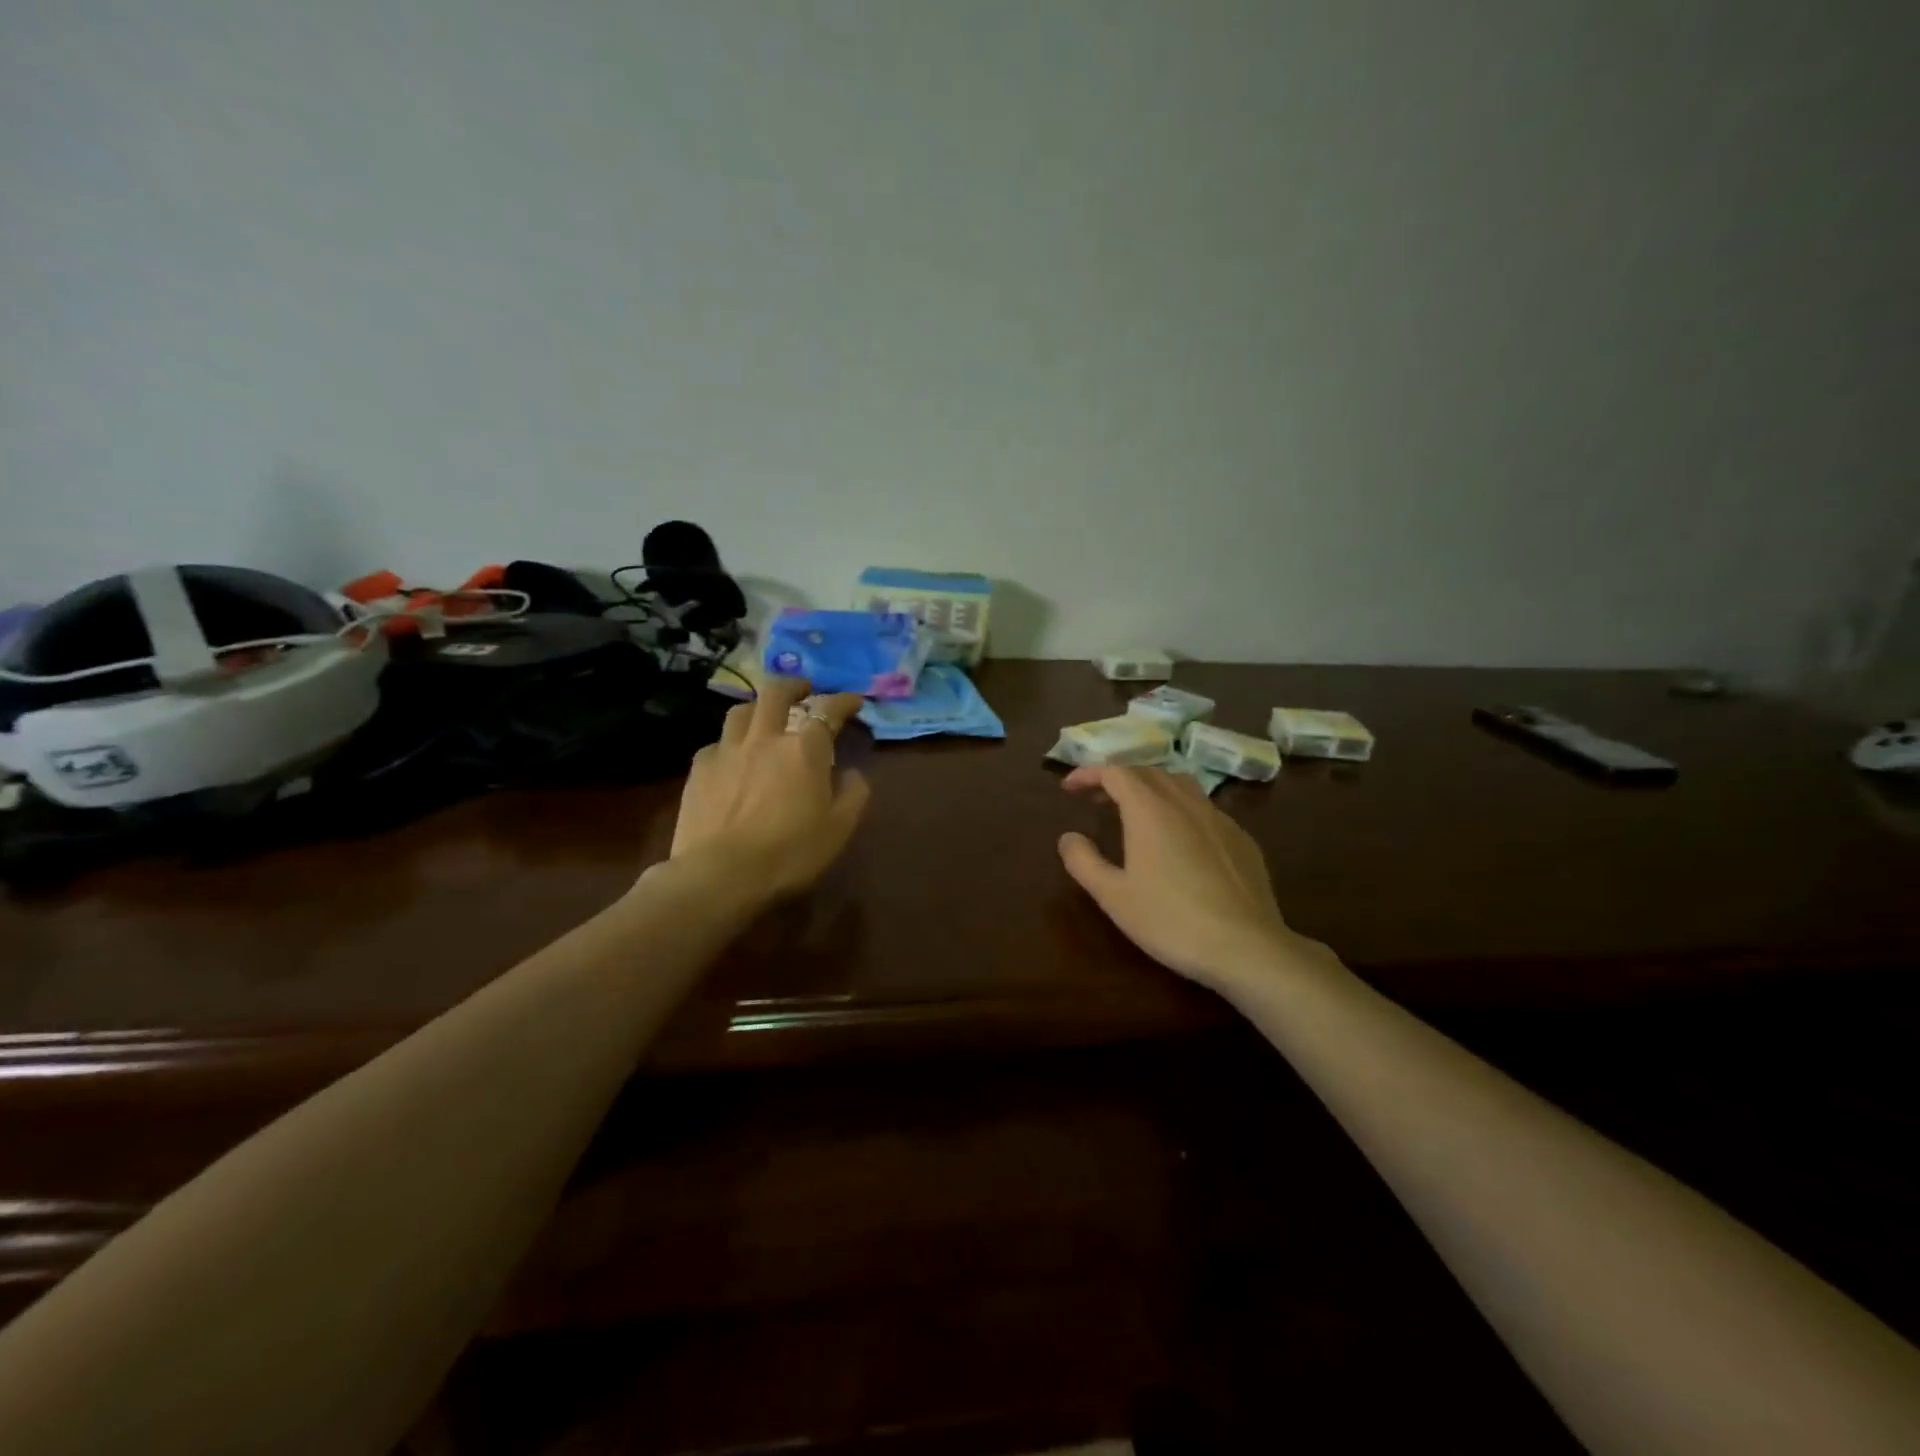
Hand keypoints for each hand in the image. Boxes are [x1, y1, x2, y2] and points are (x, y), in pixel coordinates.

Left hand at [669, 677, 871, 900]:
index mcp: (805, 749)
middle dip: (794, 685)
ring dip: (757, 707)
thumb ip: (853, 794)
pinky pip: (716, 743)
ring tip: (764, 715)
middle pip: (776, 693)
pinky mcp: (699, 769)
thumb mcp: (839, 829)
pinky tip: (731, 757)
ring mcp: (727, 750)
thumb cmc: (790, 852)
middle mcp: (765, 738)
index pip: (828, 710)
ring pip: (740, 711)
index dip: (844, 701)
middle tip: (804, 689)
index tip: (854, 701)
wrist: (720, 874)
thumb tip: (852, 773)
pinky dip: (729, 743)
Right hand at [1058, 765, 1304, 988]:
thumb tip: (1068, 837)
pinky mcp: (1242, 839)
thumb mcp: (1114, 896)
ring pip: (1181, 784)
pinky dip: (1181, 809)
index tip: (1069, 788)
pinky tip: (1180, 840)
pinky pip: (1205, 809)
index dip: (1088, 774)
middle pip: (1148, 772)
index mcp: (1150, 810)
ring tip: (1137, 810)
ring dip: (1152, 788)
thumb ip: (1084, 862)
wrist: (1246, 947)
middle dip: (1119, 778)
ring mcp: (1219, 818)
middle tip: (1097, 798)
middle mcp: (1185, 803)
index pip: (1115, 772)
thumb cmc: (1170, 920)